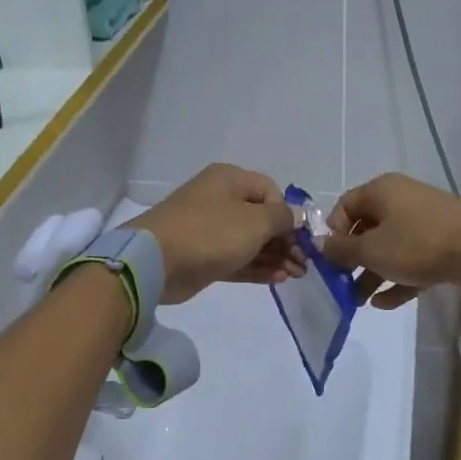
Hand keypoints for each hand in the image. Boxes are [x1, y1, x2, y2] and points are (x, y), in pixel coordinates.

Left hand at [125, 164, 303, 303]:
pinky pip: (238, 259)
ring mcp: (210, 230)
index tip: (303, 238)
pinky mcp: (204, 257)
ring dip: (276, 257)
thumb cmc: (210, 233)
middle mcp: (220, 201)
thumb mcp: (255, 222)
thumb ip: (282, 218)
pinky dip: (258, 267)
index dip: (289, 214)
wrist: (156, 262)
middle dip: (286, 241)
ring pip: (251, 242)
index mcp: (230, 180)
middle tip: (304, 264)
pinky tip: (278, 279)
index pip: (270, 192)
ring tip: (297, 275)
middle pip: (262, 219)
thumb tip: (298, 215)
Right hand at [321, 174, 460, 309]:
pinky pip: (412, 260)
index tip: (329, 260)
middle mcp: (402, 200)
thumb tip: (317, 244)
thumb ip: (341, 250)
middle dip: (352, 261)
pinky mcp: (443, 243)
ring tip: (359, 302)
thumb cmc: (417, 243)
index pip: (345, 206)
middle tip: (342, 286)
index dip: (333, 233)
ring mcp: (425, 221)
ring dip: (372, 274)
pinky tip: (384, 304)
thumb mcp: (371, 250)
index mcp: (382, 190)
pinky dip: (397, 279)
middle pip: (368, 229)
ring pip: (390, 248)